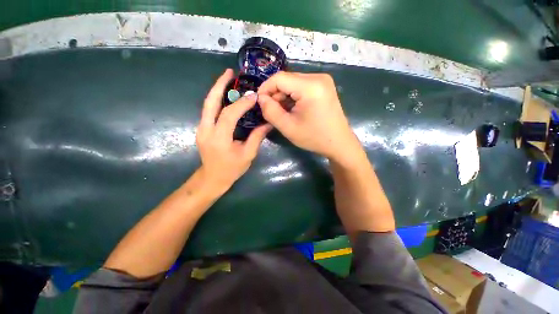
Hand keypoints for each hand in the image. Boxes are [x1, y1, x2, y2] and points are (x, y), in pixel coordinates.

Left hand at [196, 69, 271, 194]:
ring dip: (217, 90)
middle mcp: (206, 130)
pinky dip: (217, 100)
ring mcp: (201, 128)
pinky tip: (226, 96)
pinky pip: (209, 110)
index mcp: (219, 138)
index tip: (254, 96)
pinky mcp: (202, 129)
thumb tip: (268, 123)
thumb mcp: (248, 155)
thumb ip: (257, 137)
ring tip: (227, 78)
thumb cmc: (231, 169)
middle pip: (210, 102)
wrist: (212, 178)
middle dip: (219, 85)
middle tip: (229, 72)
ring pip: (207, 104)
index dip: (242, 103)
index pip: (229, 114)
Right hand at [257, 72, 359, 162]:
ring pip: (293, 83)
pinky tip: (292, 109)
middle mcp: (318, 77)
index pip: (279, 78)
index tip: (259, 103)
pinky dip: (293, 96)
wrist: (339, 143)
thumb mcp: (288, 127)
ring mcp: (323, 81)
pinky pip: (302, 86)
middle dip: (275, 94)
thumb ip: (270, 111)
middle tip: (270, 111)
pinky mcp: (324, 86)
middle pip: (287, 79)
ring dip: (284, 96)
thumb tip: (261, 98)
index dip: (265, 88)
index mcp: (310, 86)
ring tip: (282, 112)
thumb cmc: (314, 138)